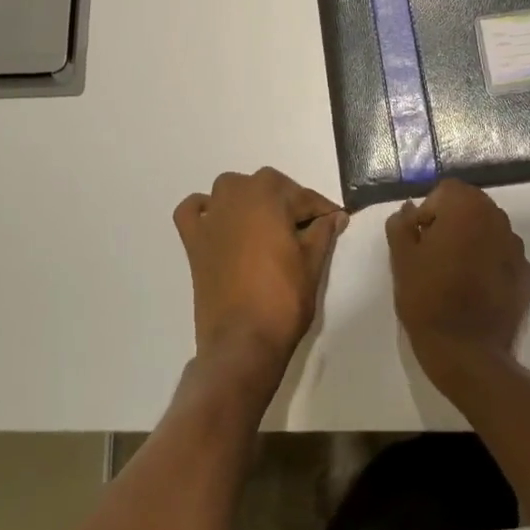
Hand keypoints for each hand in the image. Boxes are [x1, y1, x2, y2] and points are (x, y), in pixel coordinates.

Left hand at [174, 168, 347, 385]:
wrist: (242, 342)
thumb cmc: (283, 299)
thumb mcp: (312, 263)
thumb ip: (323, 232)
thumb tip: (336, 216)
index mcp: (268, 195)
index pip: (303, 196)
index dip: (322, 210)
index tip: (336, 220)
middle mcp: (236, 195)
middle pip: (268, 187)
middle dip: (289, 203)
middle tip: (306, 230)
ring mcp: (211, 217)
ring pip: (232, 190)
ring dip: (250, 199)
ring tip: (268, 226)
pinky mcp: (193, 240)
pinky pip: (194, 211)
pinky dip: (206, 209)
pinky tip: (220, 223)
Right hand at [387, 179, 529, 388]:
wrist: (468, 355)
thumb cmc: (428, 299)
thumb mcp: (401, 259)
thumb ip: (401, 225)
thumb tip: (410, 210)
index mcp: (468, 208)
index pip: (445, 191)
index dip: (428, 212)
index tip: (419, 241)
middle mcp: (498, 219)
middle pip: (470, 207)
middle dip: (451, 223)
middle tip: (433, 257)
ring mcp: (517, 248)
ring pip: (488, 231)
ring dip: (472, 242)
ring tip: (454, 275)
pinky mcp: (527, 276)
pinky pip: (502, 257)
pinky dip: (489, 264)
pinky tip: (475, 291)